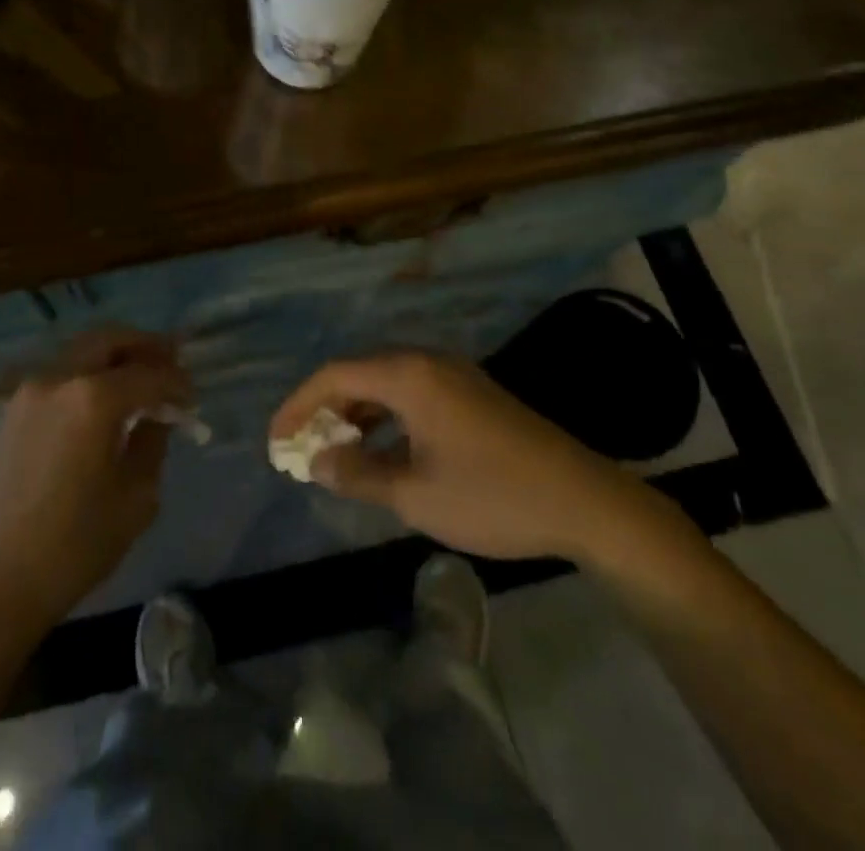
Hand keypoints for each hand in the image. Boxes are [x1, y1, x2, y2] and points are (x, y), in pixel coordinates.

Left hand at [0, 329, 190, 651]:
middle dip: (145, 347)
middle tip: (170, 365)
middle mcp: (58, 378)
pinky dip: (88, 375)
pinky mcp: (11, 410)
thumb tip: (157, 417)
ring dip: (114, 357)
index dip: (177, 382)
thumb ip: (152, 444)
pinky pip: (60, 374)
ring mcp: (29, 391)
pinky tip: (102, 404)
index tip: (193, 399)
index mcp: (93, 399)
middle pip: (109, 339)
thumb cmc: (72, 548)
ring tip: (139, 382)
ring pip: (81, 351)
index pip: (149, 373)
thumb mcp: (134, 499)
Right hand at [270, 352, 670, 562]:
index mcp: (409, 375)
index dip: (299, 405)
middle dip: (325, 410)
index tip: (278, 441)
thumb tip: (316, 462)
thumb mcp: (416, 494)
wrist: (586, 502)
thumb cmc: (492, 496)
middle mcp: (427, 361)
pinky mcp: (472, 393)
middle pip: (359, 374)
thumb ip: (358, 474)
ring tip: (337, 453)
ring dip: (357, 414)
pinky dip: (387, 418)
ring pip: (386, 384)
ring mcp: (454, 375)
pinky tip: (383, 452)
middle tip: (304, 448)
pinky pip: (413, 394)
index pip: (335, 376)